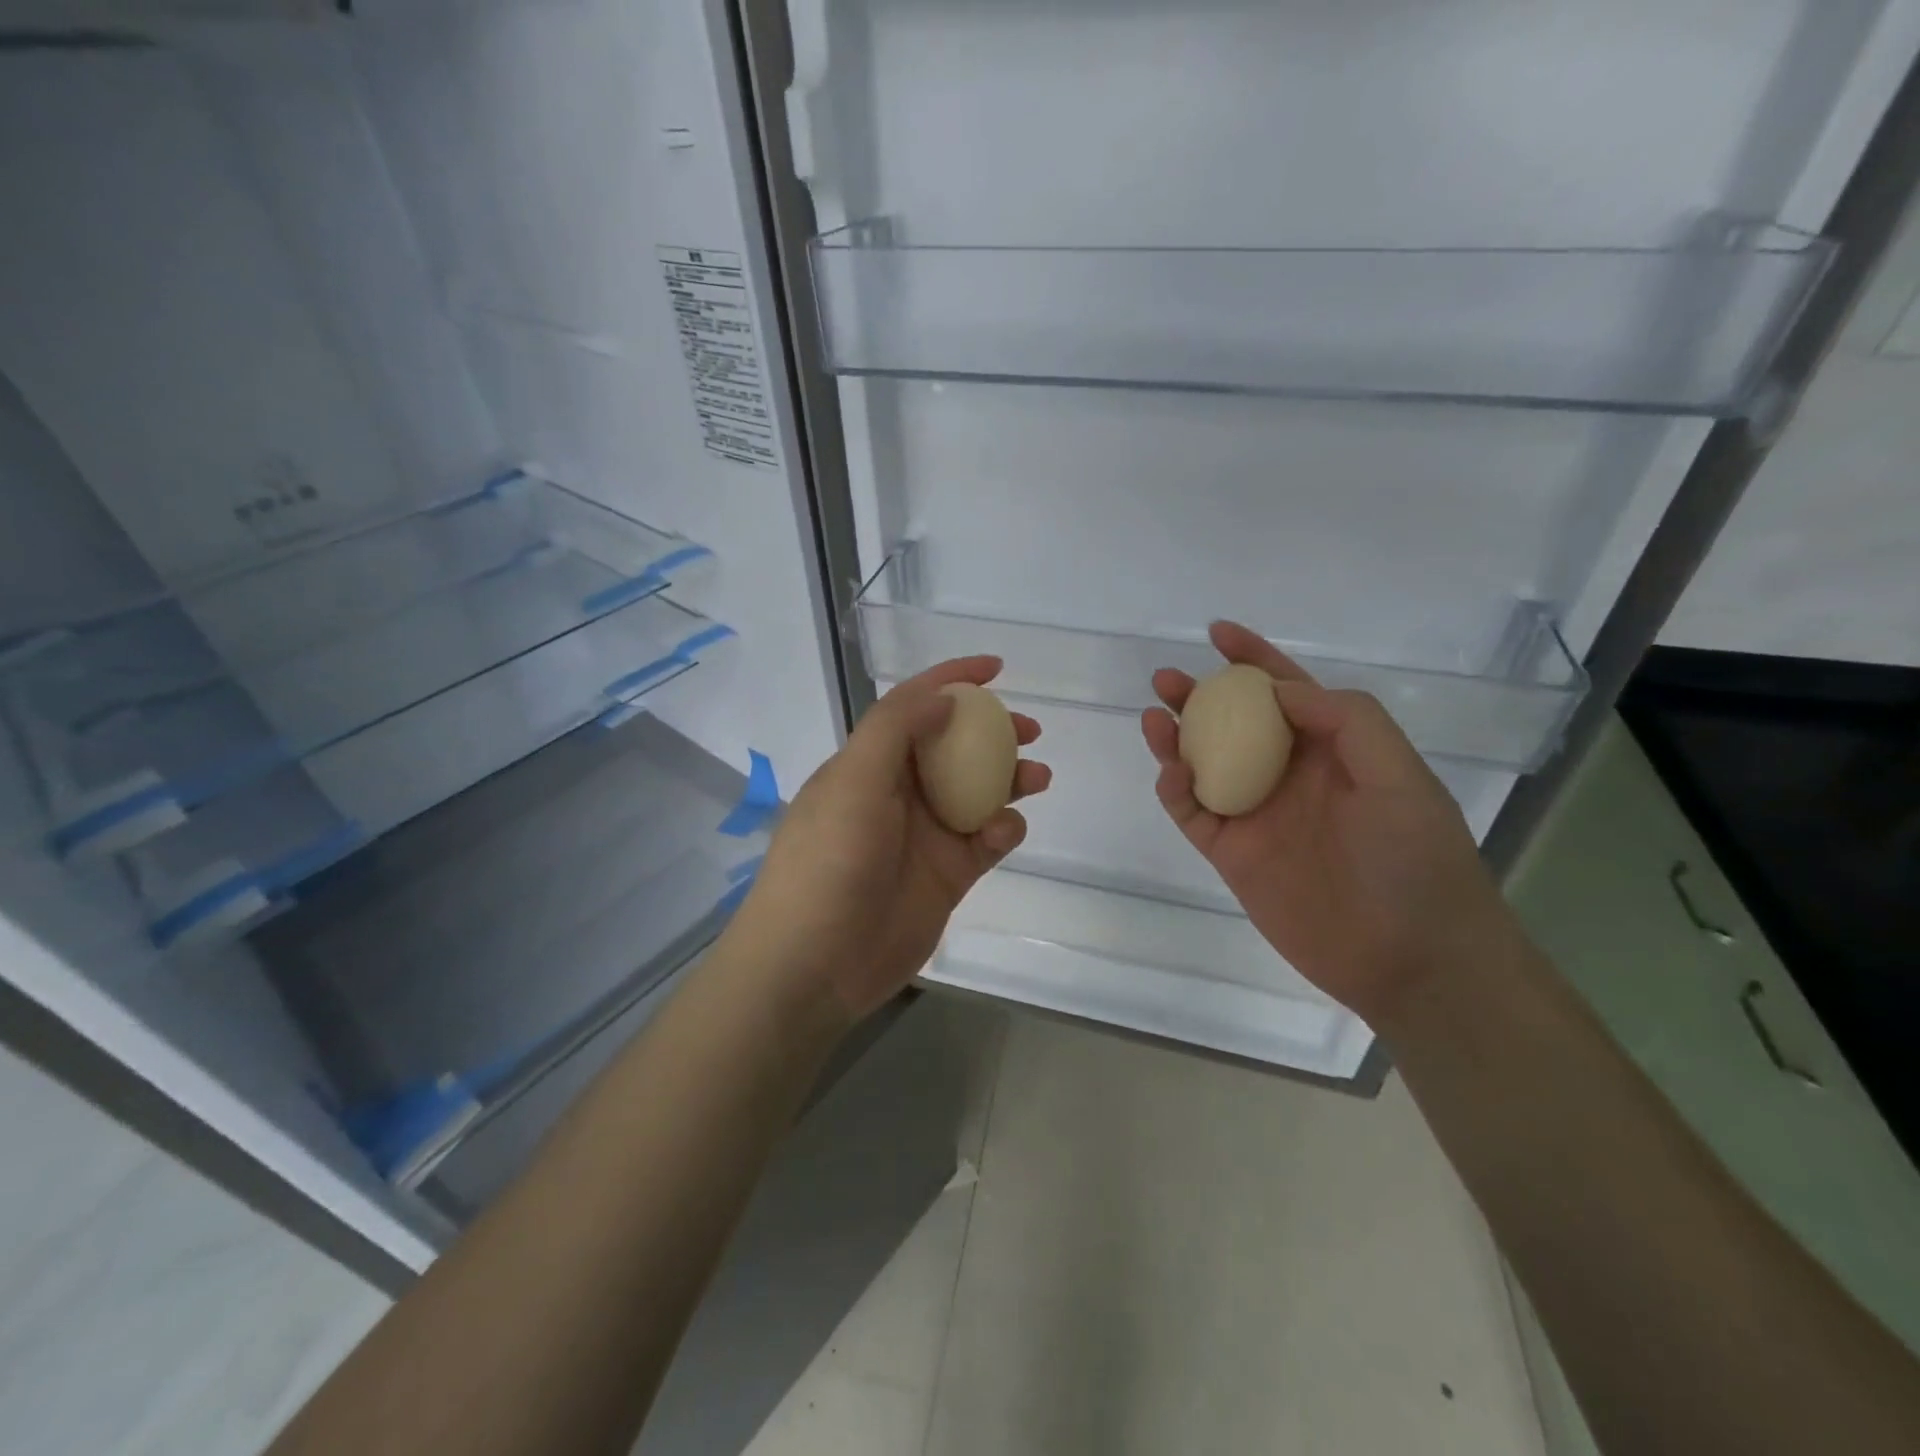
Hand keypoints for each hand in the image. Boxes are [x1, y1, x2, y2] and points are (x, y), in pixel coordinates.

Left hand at [730, 658, 1050, 1021]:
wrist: (816, 963)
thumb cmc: (828, 862)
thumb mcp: (853, 782)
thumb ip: (895, 730)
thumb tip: (943, 699)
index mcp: (868, 764)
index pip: (913, 706)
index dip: (952, 680)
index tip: (996, 668)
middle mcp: (898, 792)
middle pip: (954, 746)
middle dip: (993, 731)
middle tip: (1030, 729)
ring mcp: (925, 834)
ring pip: (978, 791)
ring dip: (1010, 779)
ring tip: (1038, 777)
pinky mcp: (948, 874)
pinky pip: (986, 840)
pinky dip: (1003, 829)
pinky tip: (1005, 831)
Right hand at [1141, 622, 1511, 1023]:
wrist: (1410, 959)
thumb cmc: (1416, 861)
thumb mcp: (1399, 776)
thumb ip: (1346, 721)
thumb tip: (1280, 691)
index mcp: (1332, 751)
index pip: (1286, 691)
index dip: (1253, 658)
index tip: (1218, 633)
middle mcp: (1288, 775)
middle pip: (1233, 724)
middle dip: (1200, 696)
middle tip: (1166, 680)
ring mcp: (1257, 815)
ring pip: (1203, 765)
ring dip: (1176, 739)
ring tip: (1154, 717)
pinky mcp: (1232, 854)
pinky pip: (1192, 813)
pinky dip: (1176, 790)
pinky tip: (1171, 772)